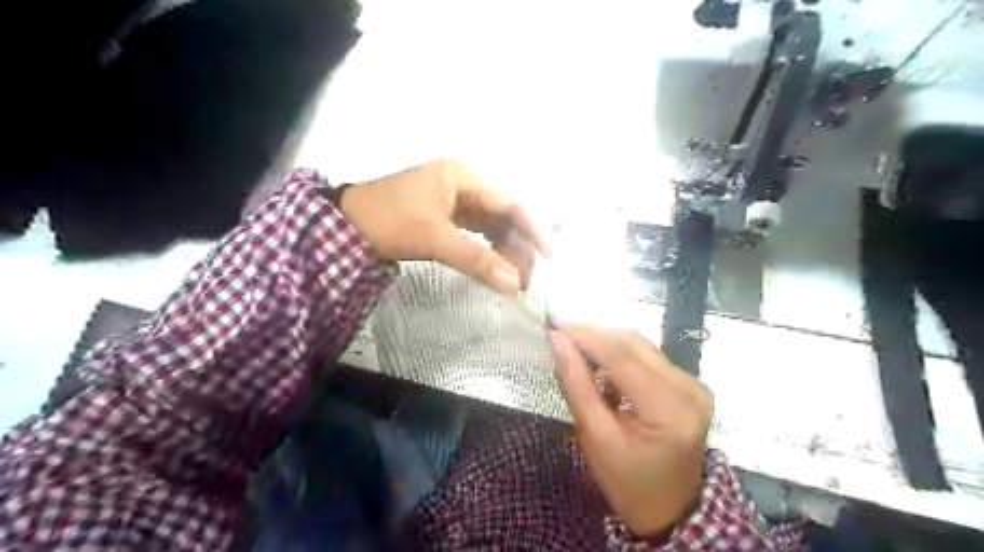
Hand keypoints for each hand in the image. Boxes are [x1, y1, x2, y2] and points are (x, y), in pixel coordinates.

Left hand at [340, 160, 546, 293]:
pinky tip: (494, 268)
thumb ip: (477, 259)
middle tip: (526, 280)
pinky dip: (486, 251)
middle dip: (517, 247)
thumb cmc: (389, 221)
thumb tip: (514, 285)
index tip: (551, 258)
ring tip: (512, 279)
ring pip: (491, 226)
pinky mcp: (445, 217)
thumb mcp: (435, 238)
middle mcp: (463, 185)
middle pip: (502, 216)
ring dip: (503, 251)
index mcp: (463, 177)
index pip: (510, 203)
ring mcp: (453, 201)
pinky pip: (476, 234)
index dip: (533, 230)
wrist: (343, 227)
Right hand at [550, 325, 712, 535]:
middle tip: (560, 335)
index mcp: (670, 411)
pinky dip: (619, 355)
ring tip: (575, 349)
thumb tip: (557, 341)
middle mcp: (689, 389)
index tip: (554, 324)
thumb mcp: (595, 438)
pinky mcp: (688, 384)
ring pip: (640, 346)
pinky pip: (648, 357)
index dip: (586, 336)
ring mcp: (693, 385)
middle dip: (593, 335)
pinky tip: (599, 364)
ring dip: (605, 343)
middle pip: (634, 345)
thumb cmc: (627, 481)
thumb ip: (576, 385)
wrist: (669, 508)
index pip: (622, 357)